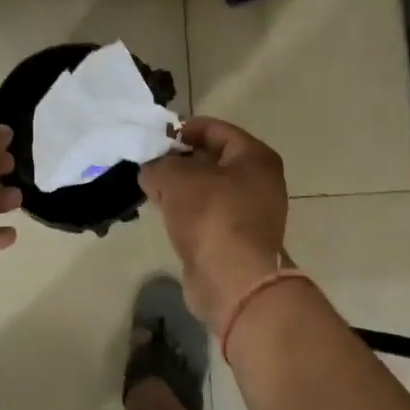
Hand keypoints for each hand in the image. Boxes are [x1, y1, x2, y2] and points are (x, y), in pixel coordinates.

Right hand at [139, 117, 288, 325]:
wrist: (234, 281)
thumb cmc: (211, 216)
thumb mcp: (174, 178)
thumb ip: (157, 165)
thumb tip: (151, 170)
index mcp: (255, 157)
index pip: (215, 129)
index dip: (183, 129)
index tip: (155, 138)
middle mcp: (260, 181)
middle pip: (212, 159)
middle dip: (179, 160)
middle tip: (149, 164)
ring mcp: (252, 213)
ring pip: (209, 189)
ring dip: (181, 188)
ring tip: (151, 188)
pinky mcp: (238, 240)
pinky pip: (208, 214)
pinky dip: (188, 212)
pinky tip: (164, 214)